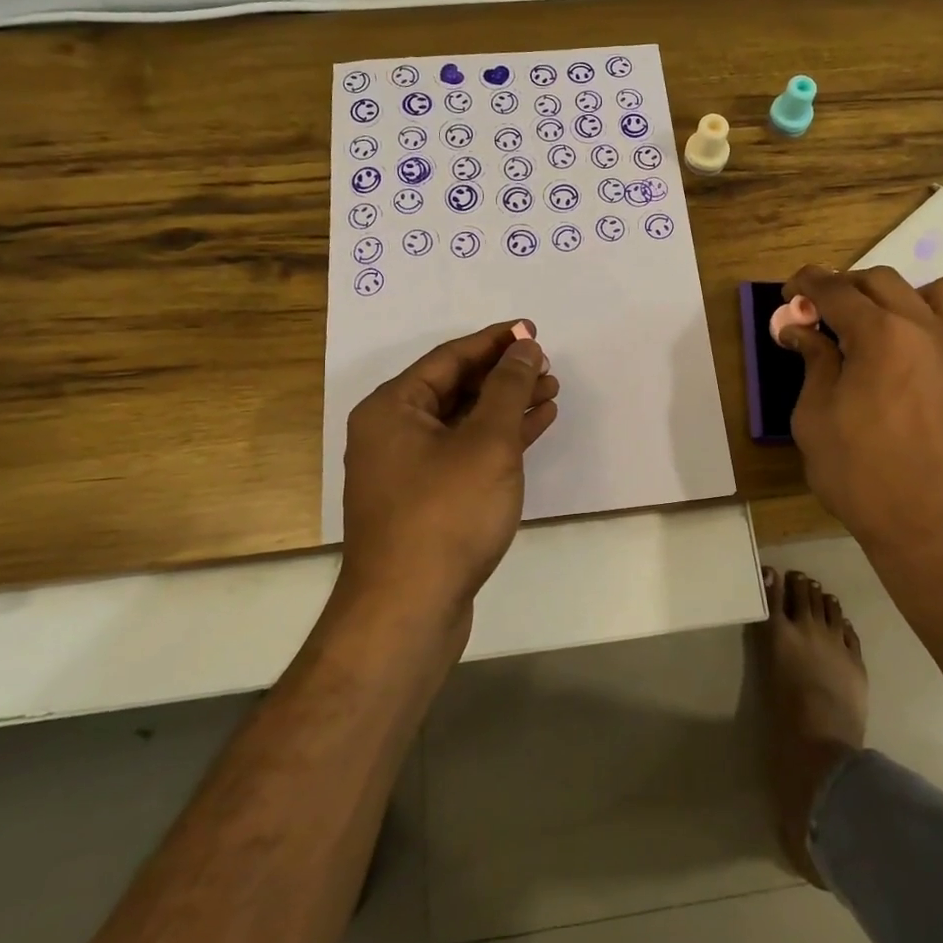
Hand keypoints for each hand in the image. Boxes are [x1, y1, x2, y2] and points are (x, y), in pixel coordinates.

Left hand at [339, 322, 559, 625]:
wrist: (409, 611)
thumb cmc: (446, 514)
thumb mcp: (487, 442)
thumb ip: (508, 388)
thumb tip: (524, 347)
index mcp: (393, 408)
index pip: (450, 357)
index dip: (495, 342)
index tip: (532, 331)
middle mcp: (392, 432)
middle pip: (455, 387)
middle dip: (504, 375)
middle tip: (547, 367)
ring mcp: (407, 469)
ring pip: (464, 421)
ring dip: (506, 406)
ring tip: (550, 393)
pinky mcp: (425, 500)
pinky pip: (465, 452)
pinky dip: (499, 439)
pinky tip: (535, 428)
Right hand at [781, 266, 942, 570]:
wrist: (934, 527)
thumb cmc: (861, 476)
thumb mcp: (815, 418)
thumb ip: (813, 362)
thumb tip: (800, 329)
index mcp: (881, 336)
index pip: (837, 290)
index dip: (807, 283)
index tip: (790, 291)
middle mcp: (928, 328)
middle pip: (881, 281)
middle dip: (845, 288)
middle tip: (822, 312)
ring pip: (936, 290)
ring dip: (900, 296)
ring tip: (881, 325)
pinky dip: (935, 321)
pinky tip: (915, 353)